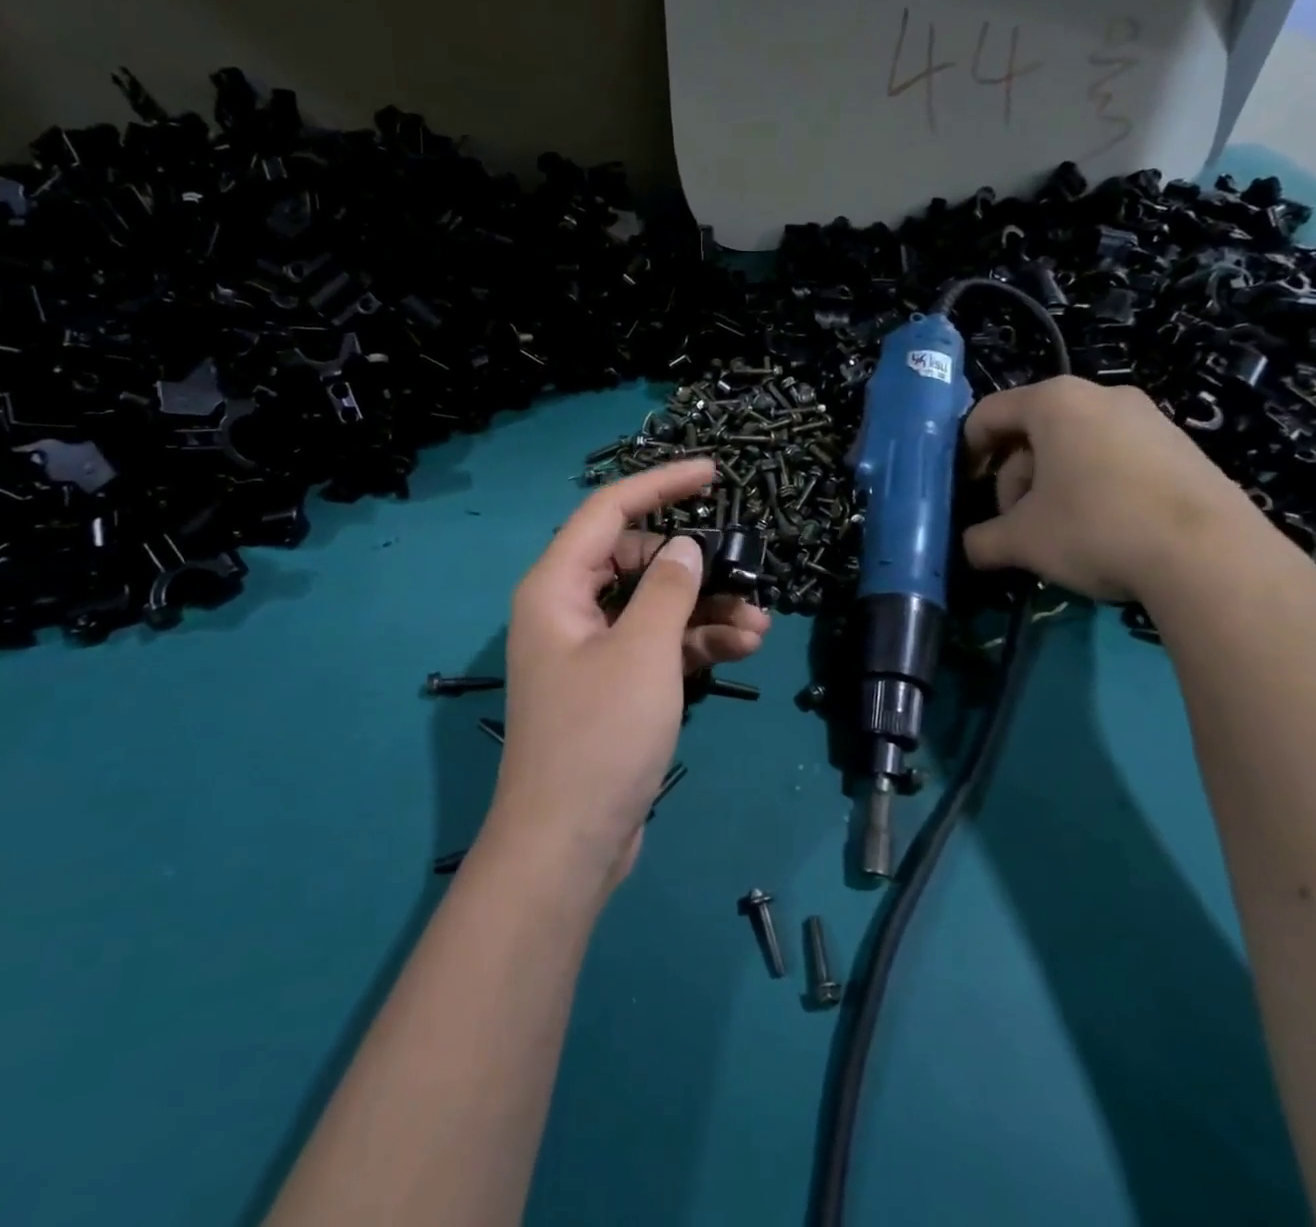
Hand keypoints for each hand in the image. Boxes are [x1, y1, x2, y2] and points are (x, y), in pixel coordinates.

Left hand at [487, 459, 770, 890]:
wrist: (569, 844)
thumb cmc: (599, 737)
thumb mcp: (643, 653)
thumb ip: (669, 589)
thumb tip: (686, 546)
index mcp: (557, 587)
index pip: (609, 510)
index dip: (660, 484)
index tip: (712, 471)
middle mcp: (569, 608)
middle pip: (636, 560)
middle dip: (694, 564)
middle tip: (744, 572)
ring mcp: (592, 649)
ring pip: (654, 606)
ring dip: (704, 609)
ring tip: (758, 624)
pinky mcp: (614, 684)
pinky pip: (657, 645)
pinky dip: (695, 643)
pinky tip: (742, 648)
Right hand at [961, 376, 1284, 602]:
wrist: (1210, 555)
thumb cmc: (1095, 527)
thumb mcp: (1021, 540)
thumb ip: (982, 540)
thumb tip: (970, 548)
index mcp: (1055, 402)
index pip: (988, 414)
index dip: (967, 453)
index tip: (967, 491)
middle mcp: (1102, 395)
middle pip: (1033, 432)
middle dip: (1014, 479)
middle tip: (1016, 524)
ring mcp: (1148, 418)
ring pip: (1075, 446)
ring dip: (1052, 486)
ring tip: (1059, 533)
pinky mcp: (1181, 447)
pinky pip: (1115, 458)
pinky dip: (1094, 487)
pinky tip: (1104, 530)